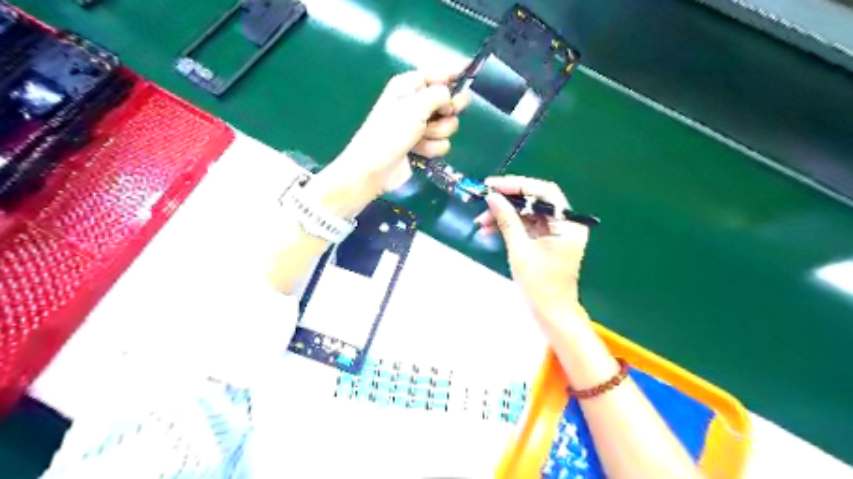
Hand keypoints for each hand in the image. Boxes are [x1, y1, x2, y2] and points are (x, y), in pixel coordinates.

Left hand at [312, 69, 468, 216]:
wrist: (374, 169)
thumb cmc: (389, 133)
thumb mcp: (414, 107)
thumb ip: (438, 95)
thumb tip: (450, 95)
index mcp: (408, 86)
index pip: (436, 73)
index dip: (453, 73)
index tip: (471, 71)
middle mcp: (416, 104)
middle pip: (448, 100)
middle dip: (448, 110)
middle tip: (442, 114)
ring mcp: (420, 126)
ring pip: (448, 124)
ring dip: (437, 133)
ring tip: (420, 138)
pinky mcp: (424, 146)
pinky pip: (442, 143)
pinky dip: (433, 148)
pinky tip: (419, 152)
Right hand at [476, 175, 591, 317]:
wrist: (551, 314)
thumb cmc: (539, 285)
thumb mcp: (520, 250)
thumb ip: (507, 220)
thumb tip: (492, 196)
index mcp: (567, 224)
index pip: (544, 192)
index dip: (517, 185)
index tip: (492, 185)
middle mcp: (565, 223)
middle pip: (535, 201)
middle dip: (507, 201)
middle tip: (483, 202)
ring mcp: (556, 233)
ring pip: (528, 213)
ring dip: (504, 215)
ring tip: (481, 222)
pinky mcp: (546, 241)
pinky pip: (526, 226)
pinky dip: (509, 226)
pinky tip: (489, 231)